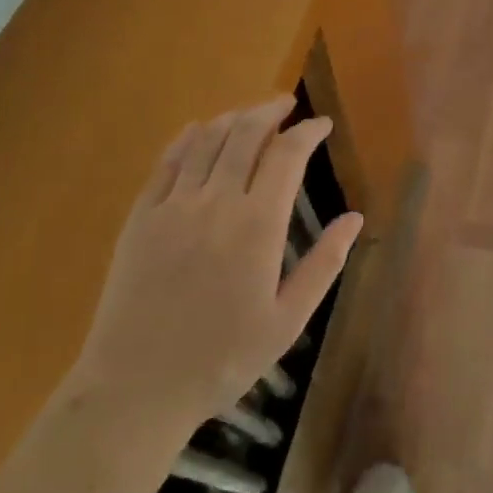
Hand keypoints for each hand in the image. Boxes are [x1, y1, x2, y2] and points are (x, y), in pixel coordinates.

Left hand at [78, 97, 363, 434]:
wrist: (136, 388)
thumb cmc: (221, 360)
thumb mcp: (286, 322)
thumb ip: (324, 265)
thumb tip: (356, 218)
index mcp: (257, 226)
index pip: (287, 155)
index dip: (307, 132)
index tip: (321, 124)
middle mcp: (217, 201)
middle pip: (246, 133)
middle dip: (271, 111)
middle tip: (287, 104)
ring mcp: (174, 205)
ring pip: (208, 139)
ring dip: (233, 117)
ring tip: (251, 113)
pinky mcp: (142, 215)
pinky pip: (168, 161)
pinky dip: (188, 137)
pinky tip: (199, 129)